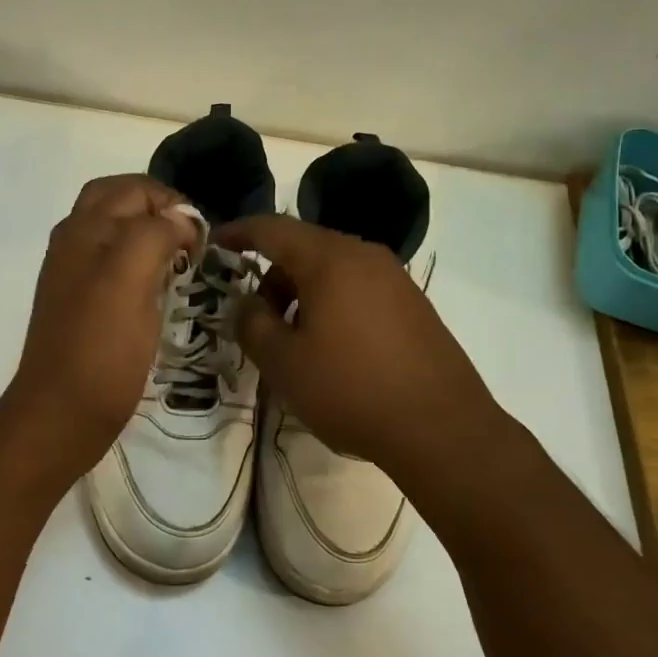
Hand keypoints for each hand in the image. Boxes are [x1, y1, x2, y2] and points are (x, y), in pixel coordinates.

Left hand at [0, 175, 196, 478]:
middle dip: (159, 213)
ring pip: (118, 235)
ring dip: (151, 238)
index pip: (133, 188)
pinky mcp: (84, 305)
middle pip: (120, 204)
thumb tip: (181, 220)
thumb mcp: (129, 278)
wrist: (61, 414)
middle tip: (192, 242)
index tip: (201, 237)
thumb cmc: (100, 346)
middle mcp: (75, 243)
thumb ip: (155, 233)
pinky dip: (142, 266)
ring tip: (182, 264)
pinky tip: (161, 291)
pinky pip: (116, 267)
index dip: (172, 203)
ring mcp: (76, 275)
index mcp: (83, 229)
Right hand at [214, 215, 502, 479]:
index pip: (273, 229)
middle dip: (272, 276)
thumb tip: (247, 302)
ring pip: (333, 270)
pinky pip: (359, 288)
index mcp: (330, 259)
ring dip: (302, 294)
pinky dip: (332, 304)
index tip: (215, 244)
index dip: (239, 232)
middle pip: (305, 248)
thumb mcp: (283, 363)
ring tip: (293, 341)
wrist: (441, 427)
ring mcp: (395, 278)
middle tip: (255, 318)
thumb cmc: (351, 390)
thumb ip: (252, 324)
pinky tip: (332, 348)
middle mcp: (365, 256)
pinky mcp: (413, 304)